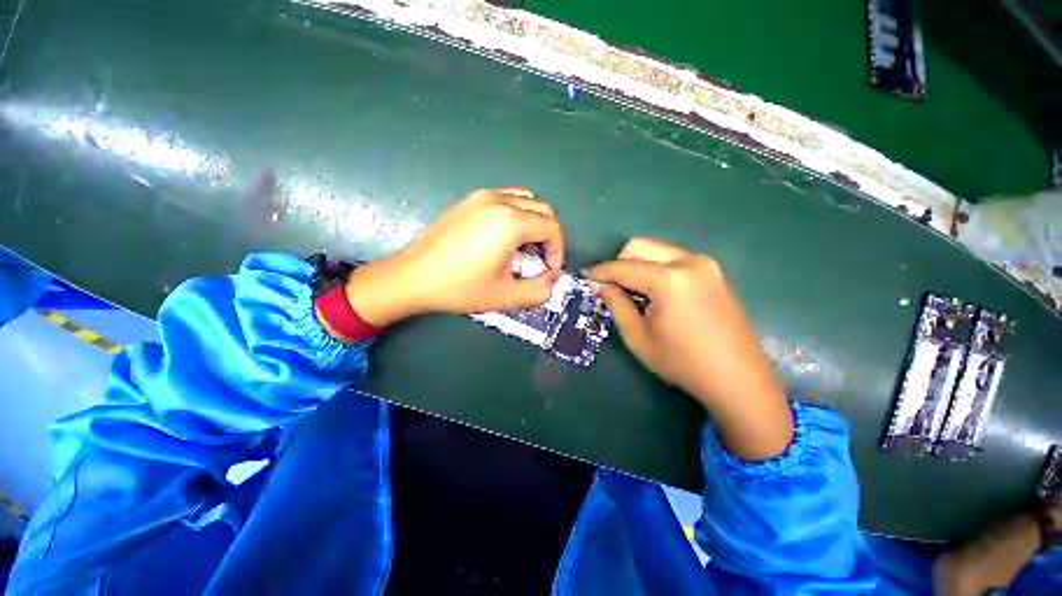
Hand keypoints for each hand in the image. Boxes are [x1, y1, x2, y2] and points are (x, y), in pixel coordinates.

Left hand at [342, 188, 563, 327]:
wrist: (412, 277)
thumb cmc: (460, 287)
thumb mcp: (505, 296)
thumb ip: (539, 292)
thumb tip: (551, 282)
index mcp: (510, 222)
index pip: (552, 227)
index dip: (557, 250)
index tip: (548, 271)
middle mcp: (499, 200)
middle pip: (542, 209)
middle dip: (549, 236)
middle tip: (539, 260)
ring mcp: (481, 196)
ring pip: (525, 200)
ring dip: (533, 222)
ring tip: (524, 248)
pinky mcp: (468, 200)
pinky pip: (505, 199)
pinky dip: (516, 215)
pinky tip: (504, 238)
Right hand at [585, 237, 791, 459]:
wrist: (738, 379)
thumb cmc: (682, 363)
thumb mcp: (638, 337)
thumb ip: (616, 304)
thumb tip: (601, 285)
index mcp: (669, 280)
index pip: (622, 267)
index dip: (599, 271)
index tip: (584, 276)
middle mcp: (689, 261)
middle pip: (639, 246)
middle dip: (618, 263)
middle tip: (610, 287)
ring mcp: (705, 264)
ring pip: (657, 250)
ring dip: (637, 265)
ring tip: (632, 292)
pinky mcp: (713, 271)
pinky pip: (672, 259)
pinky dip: (655, 269)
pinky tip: (655, 293)